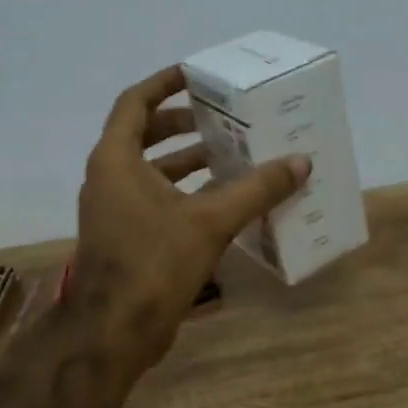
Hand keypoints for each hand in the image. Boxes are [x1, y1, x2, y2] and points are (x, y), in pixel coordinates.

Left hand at [73, 66, 310, 373]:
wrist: (113, 332)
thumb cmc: (153, 263)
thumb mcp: (210, 221)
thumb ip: (256, 189)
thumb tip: (300, 163)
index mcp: (116, 160)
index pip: (134, 102)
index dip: (164, 84)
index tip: (195, 75)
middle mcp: (108, 178)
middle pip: (142, 134)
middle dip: (181, 123)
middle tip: (221, 118)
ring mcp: (114, 210)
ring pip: (150, 170)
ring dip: (186, 159)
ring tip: (229, 154)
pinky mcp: (125, 237)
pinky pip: (155, 198)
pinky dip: (184, 191)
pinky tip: (221, 200)